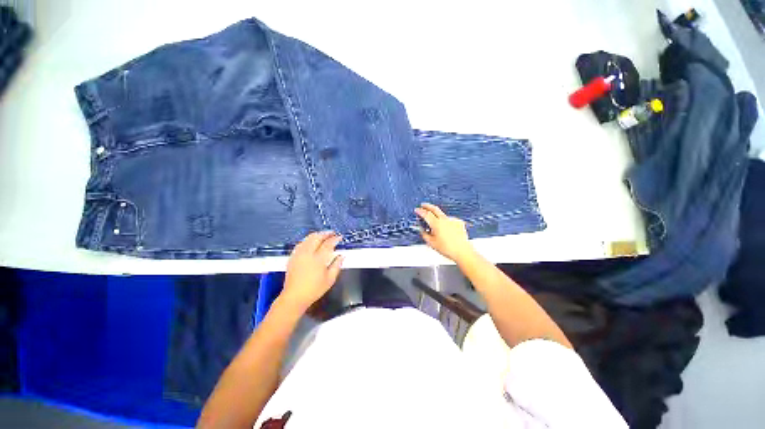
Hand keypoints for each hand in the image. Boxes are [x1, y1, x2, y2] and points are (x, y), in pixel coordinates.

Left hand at [280, 231, 343, 311]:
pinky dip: (308, 239)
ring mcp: (299, 254)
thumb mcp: (330, 280)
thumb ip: (337, 265)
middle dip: (325, 233)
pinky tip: (311, 241)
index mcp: (318, 259)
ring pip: (308, 238)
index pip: (328, 244)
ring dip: (317, 235)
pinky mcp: (293, 257)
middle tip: (332, 233)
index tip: (339, 237)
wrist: (294, 297)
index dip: (334, 239)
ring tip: (323, 235)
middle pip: (317, 237)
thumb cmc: (314, 290)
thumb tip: (341, 256)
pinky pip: (301, 243)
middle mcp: (308, 254)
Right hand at [414, 203, 474, 262]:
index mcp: (436, 224)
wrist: (462, 251)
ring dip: (437, 216)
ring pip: (442, 215)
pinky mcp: (459, 222)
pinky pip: (450, 220)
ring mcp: (452, 220)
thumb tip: (421, 230)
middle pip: (434, 209)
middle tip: (423, 205)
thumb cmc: (448, 249)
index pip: (426, 214)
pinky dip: (446, 222)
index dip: (420, 211)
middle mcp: (445, 220)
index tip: (417, 210)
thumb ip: (424, 234)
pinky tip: (446, 228)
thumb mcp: (431, 243)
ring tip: (436, 224)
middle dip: (427, 206)